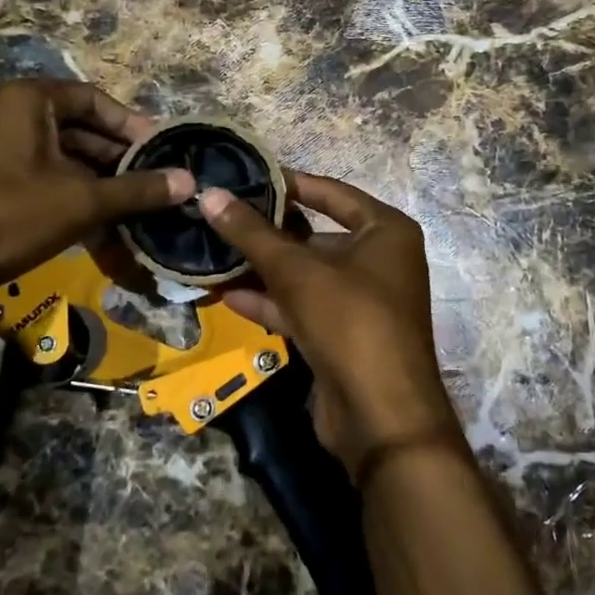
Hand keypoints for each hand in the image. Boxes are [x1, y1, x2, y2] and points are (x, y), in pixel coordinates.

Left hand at [0, 79, 192, 300]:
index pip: (97, 100)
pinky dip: (68, 196)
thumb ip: (137, 189)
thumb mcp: (79, 201)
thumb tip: (190, 181)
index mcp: (28, 100)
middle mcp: (7, 114)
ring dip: (97, 182)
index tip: (164, 155)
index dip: (134, 127)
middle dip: (119, 160)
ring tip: (133, 210)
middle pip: (80, 129)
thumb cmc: (1, 215)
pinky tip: (96, 226)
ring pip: (60, 158)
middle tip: (155, 187)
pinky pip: (38, 178)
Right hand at [200, 173, 464, 481]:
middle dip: (268, 232)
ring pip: (305, 275)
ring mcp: (361, 301)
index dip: (288, 183)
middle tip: (219, 217)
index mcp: (386, 231)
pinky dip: (269, 302)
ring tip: (213, 254)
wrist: (382, 418)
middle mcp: (379, 260)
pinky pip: (302, 307)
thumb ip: (253, 234)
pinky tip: (226, 294)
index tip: (245, 176)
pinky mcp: (342, 335)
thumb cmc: (351, 322)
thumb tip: (209, 195)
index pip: (331, 192)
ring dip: (262, 270)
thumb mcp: (298, 272)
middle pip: (315, 235)